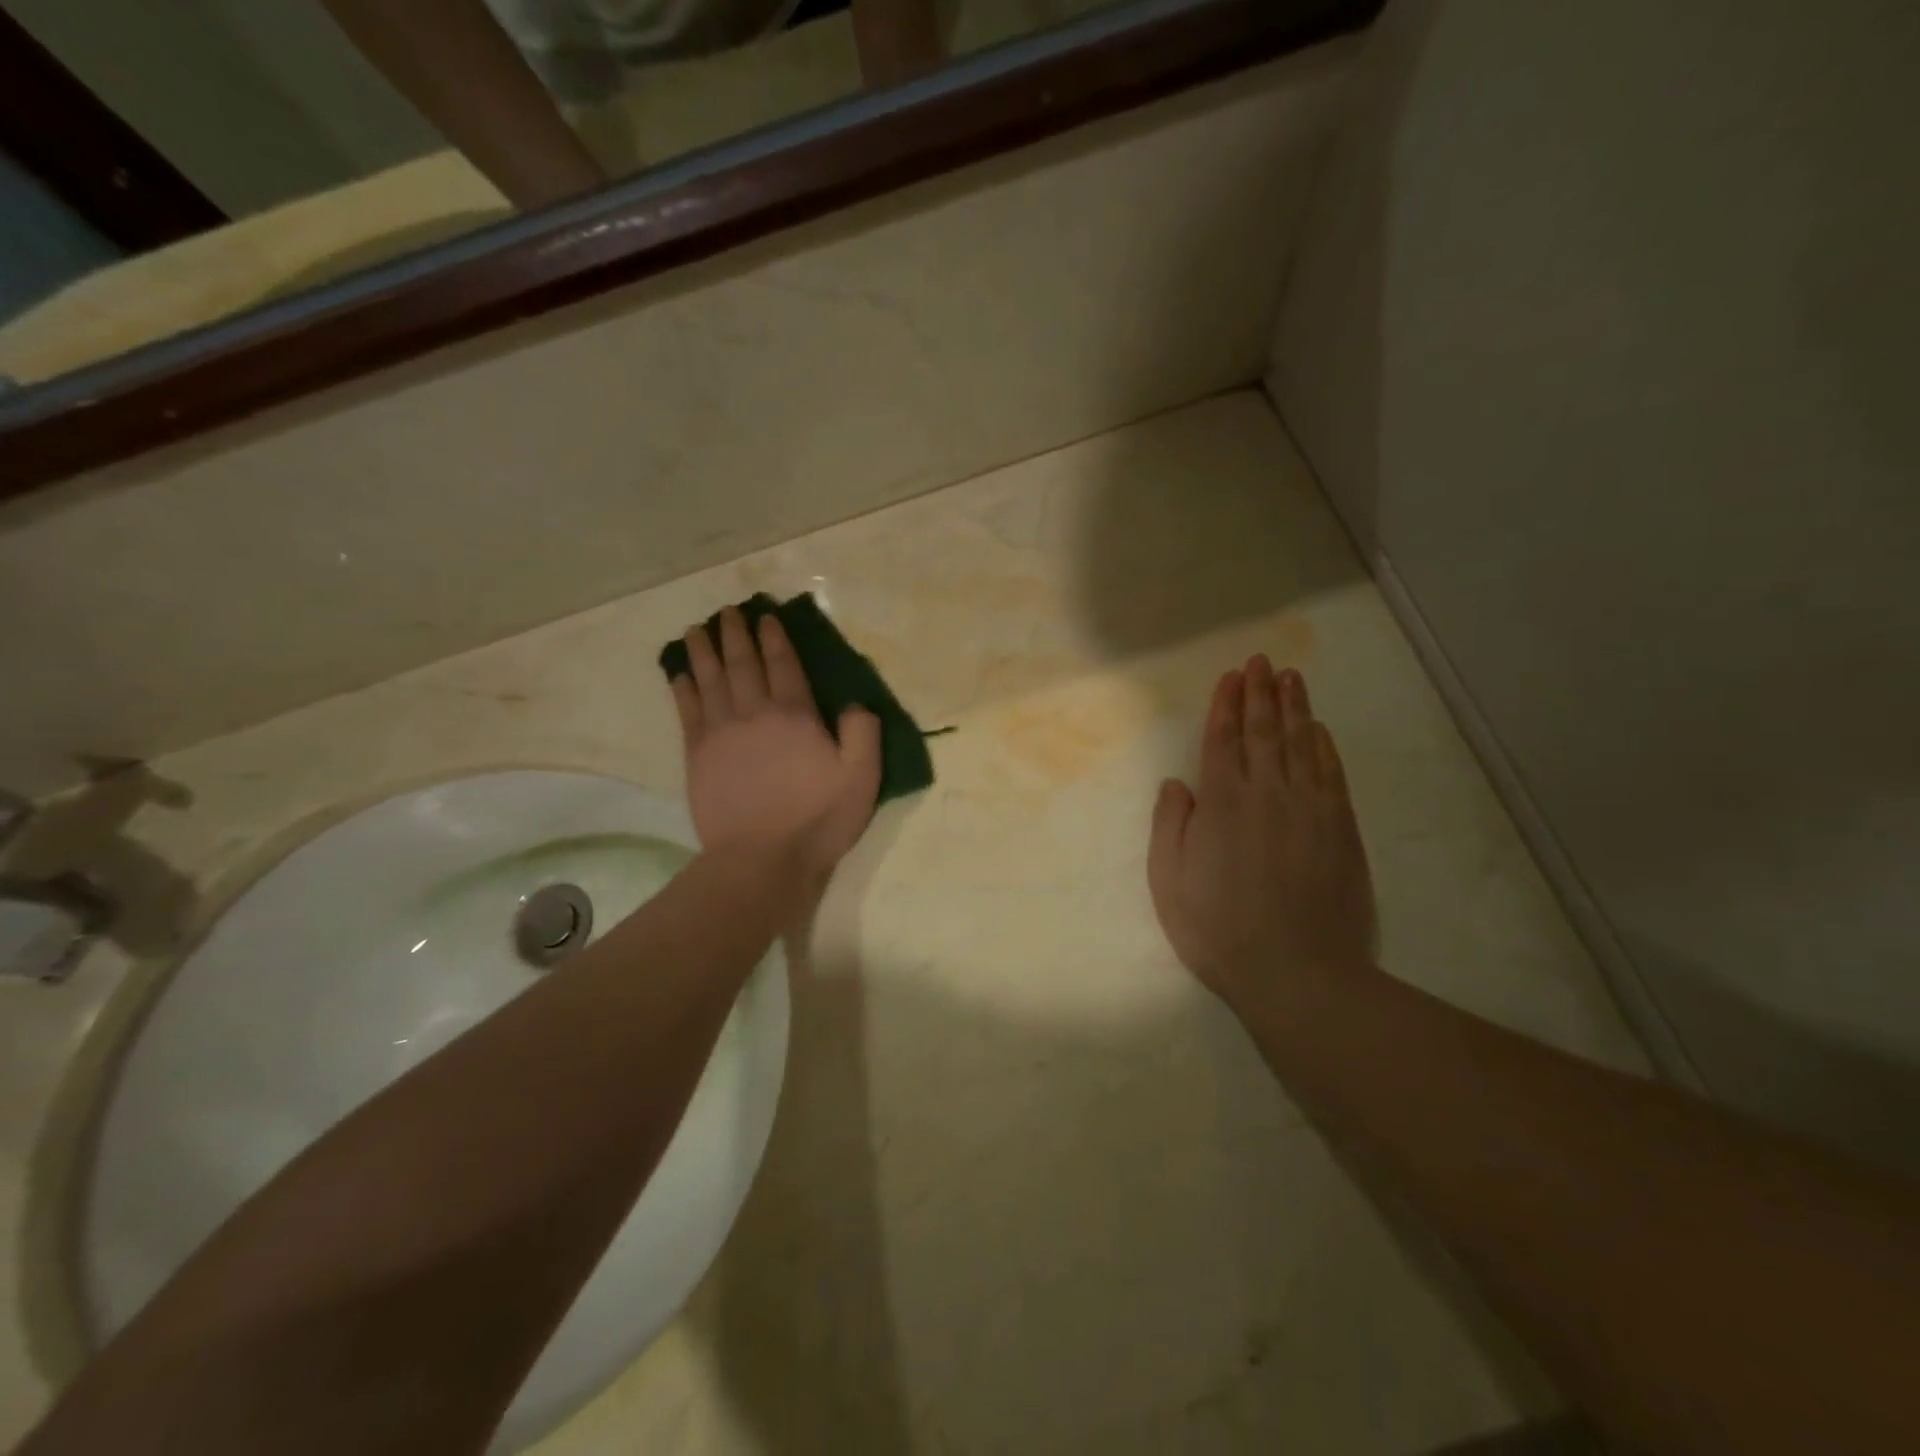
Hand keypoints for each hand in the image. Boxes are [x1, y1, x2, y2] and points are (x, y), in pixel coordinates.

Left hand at [670, 607, 881, 883]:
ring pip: (710, 679)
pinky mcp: (698, 755)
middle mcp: (754, 712)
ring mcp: (721, 732)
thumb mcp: (861, 778)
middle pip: (742, 663)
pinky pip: (687, 710)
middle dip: (736, 634)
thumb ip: (863, 733)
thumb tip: (856, 703)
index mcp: (795, 715)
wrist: (762, 859)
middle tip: (728, 612)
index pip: (783, 664)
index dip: (775, 638)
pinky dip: (683, 687)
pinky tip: (679, 672)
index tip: (766, 617)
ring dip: (703, 651)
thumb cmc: (817, 819)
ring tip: (697, 630)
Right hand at [1148, 656, 1375, 1017]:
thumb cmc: (1218, 928)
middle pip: (1264, 732)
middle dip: (1260, 693)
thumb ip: (1169, 824)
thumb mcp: (1169, 880)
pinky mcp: (1341, 829)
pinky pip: (1332, 774)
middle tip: (1261, 661)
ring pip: (1301, 744)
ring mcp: (1310, 809)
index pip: (1223, 740)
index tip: (1231, 677)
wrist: (1298, 971)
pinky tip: (1319, 730)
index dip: (1226, 705)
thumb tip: (1177, 782)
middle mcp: (1267, 793)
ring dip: (1294, 708)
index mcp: (1221, 802)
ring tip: (1290, 677)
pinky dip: (1324, 746)